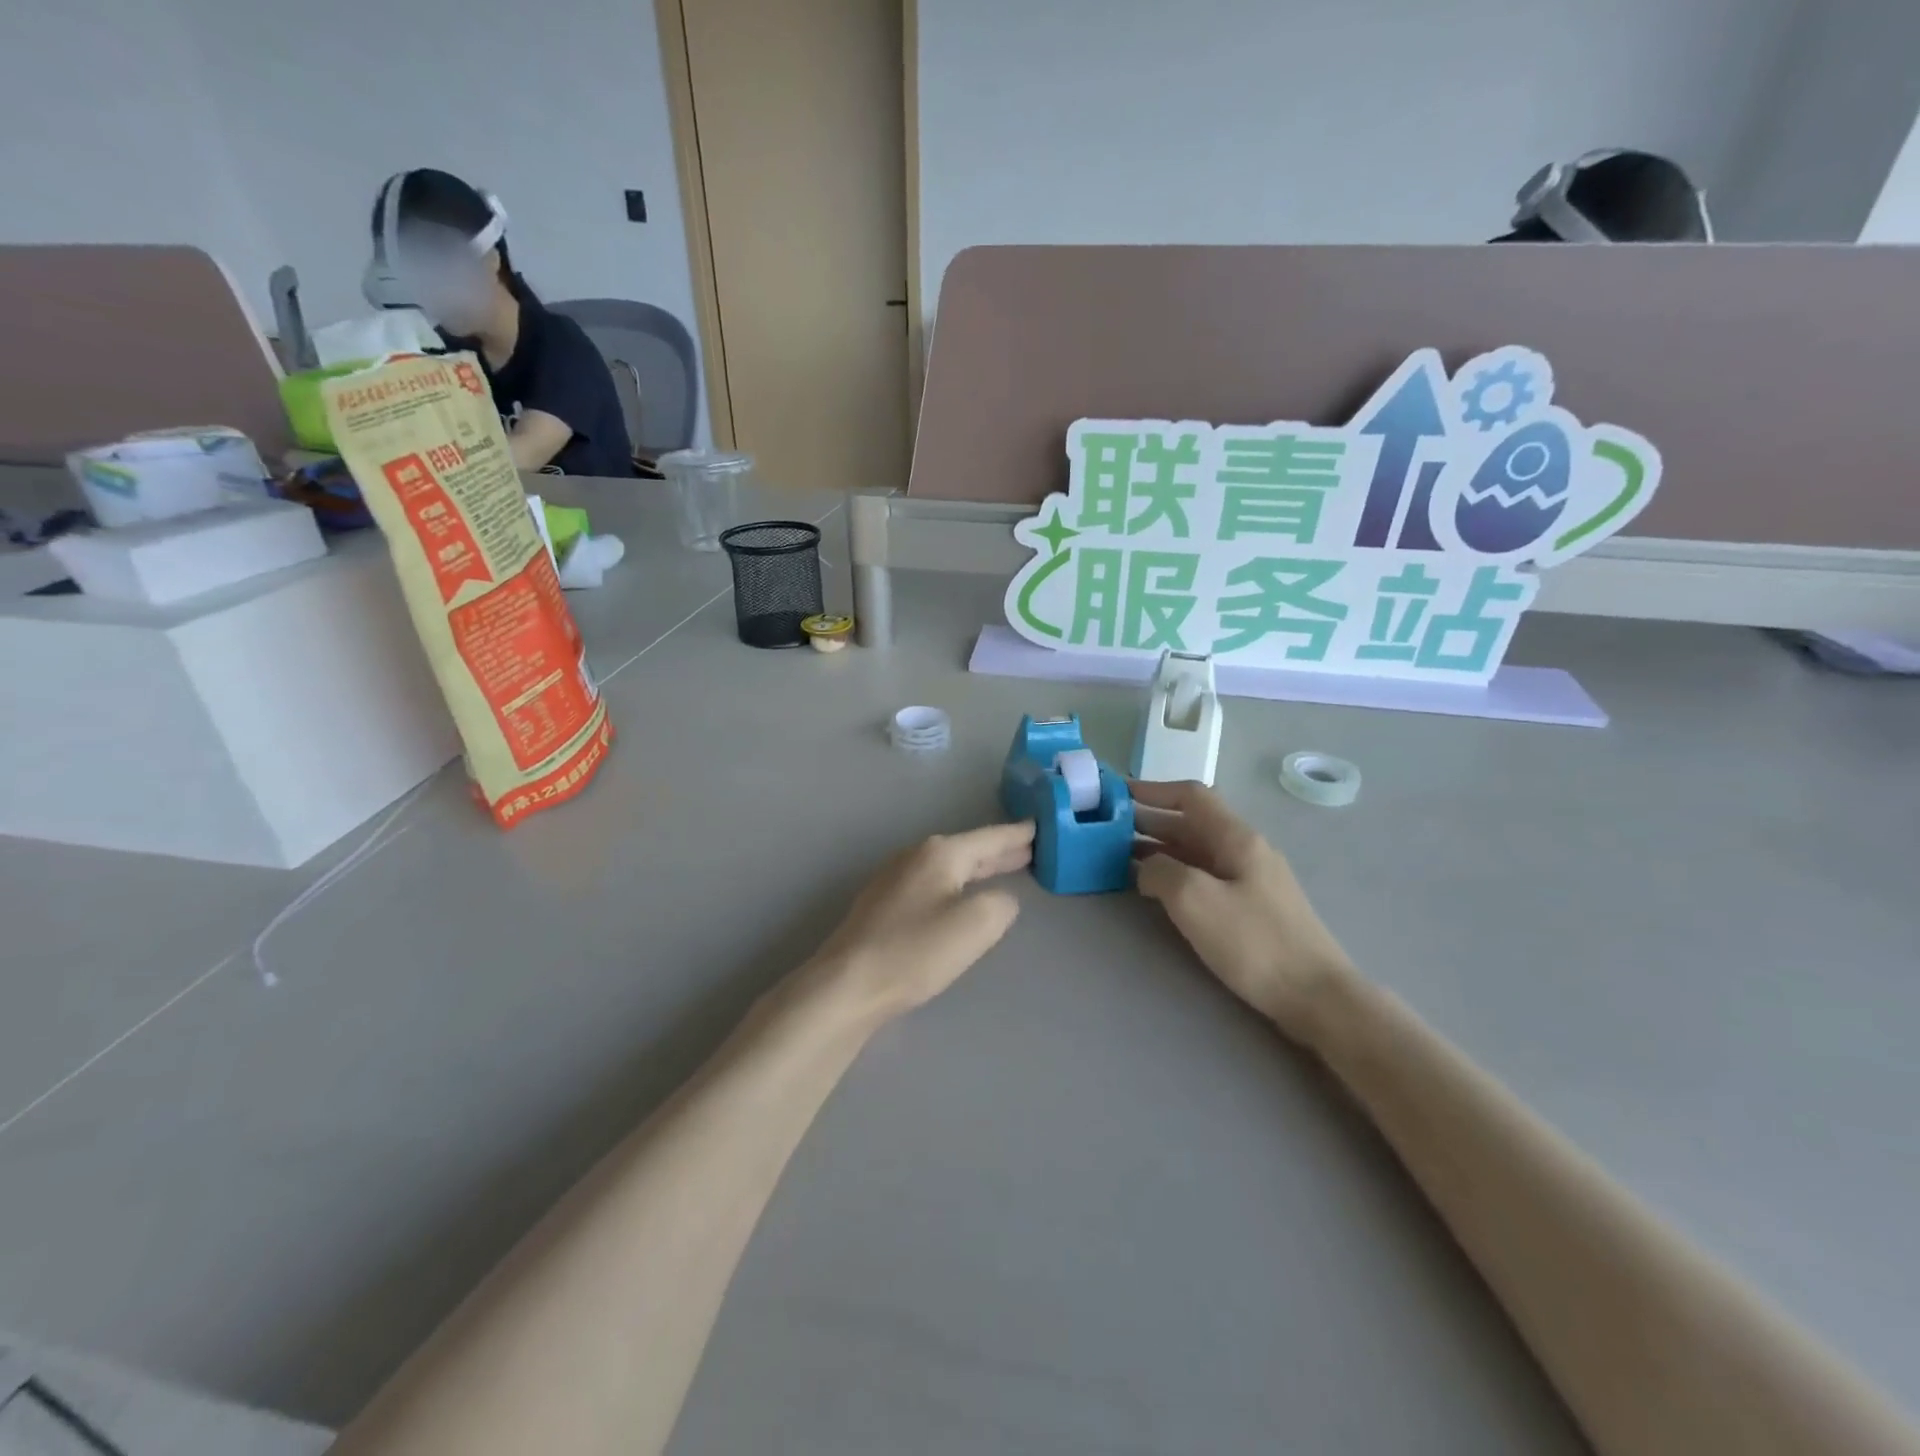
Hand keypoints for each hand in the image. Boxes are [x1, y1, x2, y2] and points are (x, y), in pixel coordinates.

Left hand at [799, 821, 1035, 1024]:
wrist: (847, 984)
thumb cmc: (916, 951)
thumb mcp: (976, 925)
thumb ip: (1001, 904)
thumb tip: (998, 900)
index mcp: (940, 853)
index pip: (990, 838)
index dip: (1018, 835)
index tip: (1039, 826)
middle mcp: (915, 856)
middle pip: (968, 850)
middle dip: (999, 851)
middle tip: (1029, 849)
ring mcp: (894, 878)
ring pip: (948, 867)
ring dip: (977, 868)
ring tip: (1001, 869)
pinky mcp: (882, 905)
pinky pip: (931, 884)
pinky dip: (955, 884)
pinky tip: (958, 896)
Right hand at [1133, 780, 1356, 1037]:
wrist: (1316, 996)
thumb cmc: (1254, 942)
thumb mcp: (1195, 900)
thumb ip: (1160, 871)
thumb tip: (1146, 867)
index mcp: (1236, 838)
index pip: (1191, 796)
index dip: (1153, 789)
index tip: (1117, 793)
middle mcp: (1244, 850)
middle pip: (1191, 823)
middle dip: (1149, 821)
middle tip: (1108, 828)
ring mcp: (1250, 879)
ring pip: (1196, 851)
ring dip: (1158, 849)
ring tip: (1119, 857)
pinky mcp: (1250, 907)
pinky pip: (1204, 876)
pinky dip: (1174, 873)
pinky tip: (1154, 889)